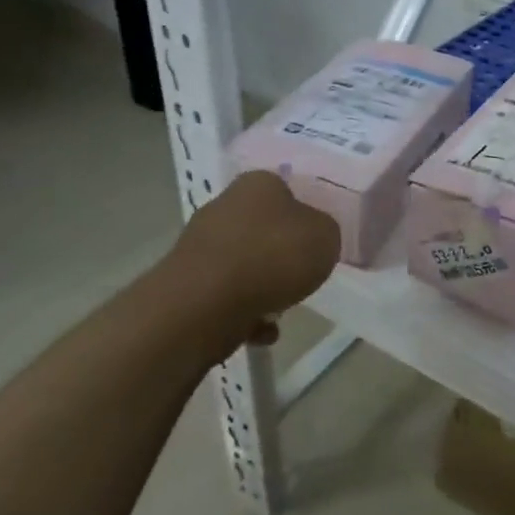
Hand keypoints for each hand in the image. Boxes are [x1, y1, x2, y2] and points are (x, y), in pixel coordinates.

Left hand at [170, 171, 341, 334]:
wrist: (207, 303)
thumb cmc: (274, 257)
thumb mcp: (326, 236)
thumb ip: (324, 231)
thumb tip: (311, 236)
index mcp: (258, 184)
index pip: (286, 192)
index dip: (304, 218)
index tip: (315, 244)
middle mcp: (225, 206)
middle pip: (264, 230)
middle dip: (281, 255)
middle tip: (302, 276)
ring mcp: (201, 245)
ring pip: (246, 264)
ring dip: (265, 287)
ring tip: (281, 308)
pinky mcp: (188, 282)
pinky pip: (229, 296)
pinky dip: (246, 312)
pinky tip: (261, 330)